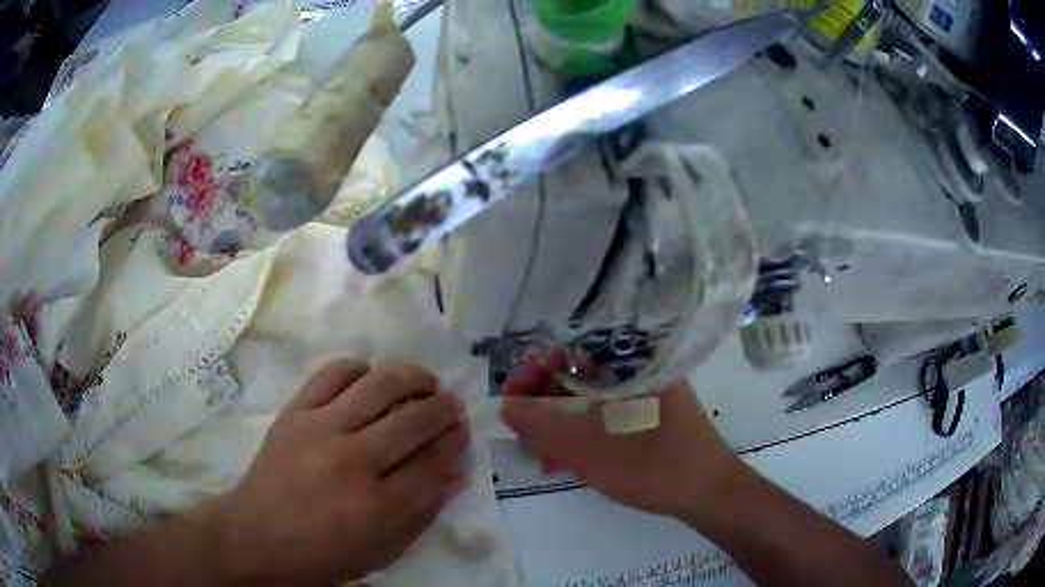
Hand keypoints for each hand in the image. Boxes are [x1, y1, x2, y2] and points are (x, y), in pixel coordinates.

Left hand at [212, 360, 468, 584]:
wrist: (256, 537)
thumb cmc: (321, 555)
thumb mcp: (380, 551)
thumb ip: (421, 513)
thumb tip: (455, 474)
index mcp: (376, 506)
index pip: (432, 463)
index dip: (454, 443)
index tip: (463, 432)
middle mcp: (352, 460)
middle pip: (412, 420)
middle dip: (443, 408)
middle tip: (452, 405)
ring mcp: (320, 429)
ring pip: (378, 386)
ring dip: (411, 377)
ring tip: (424, 381)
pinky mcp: (295, 412)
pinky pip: (332, 374)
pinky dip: (359, 369)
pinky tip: (370, 377)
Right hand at [500, 353, 741, 520]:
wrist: (710, 494)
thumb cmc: (652, 465)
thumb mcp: (587, 449)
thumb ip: (540, 425)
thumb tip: (506, 406)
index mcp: (628, 362)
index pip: (568, 351)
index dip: (532, 374)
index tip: (510, 401)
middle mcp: (638, 370)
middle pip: (577, 376)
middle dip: (543, 406)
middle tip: (522, 435)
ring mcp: (647, 395)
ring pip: (590, 401)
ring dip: (560, 425)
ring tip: (541, 456)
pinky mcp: (650, 418)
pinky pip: (607, 418)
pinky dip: (583, 435)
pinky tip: (566, 462)